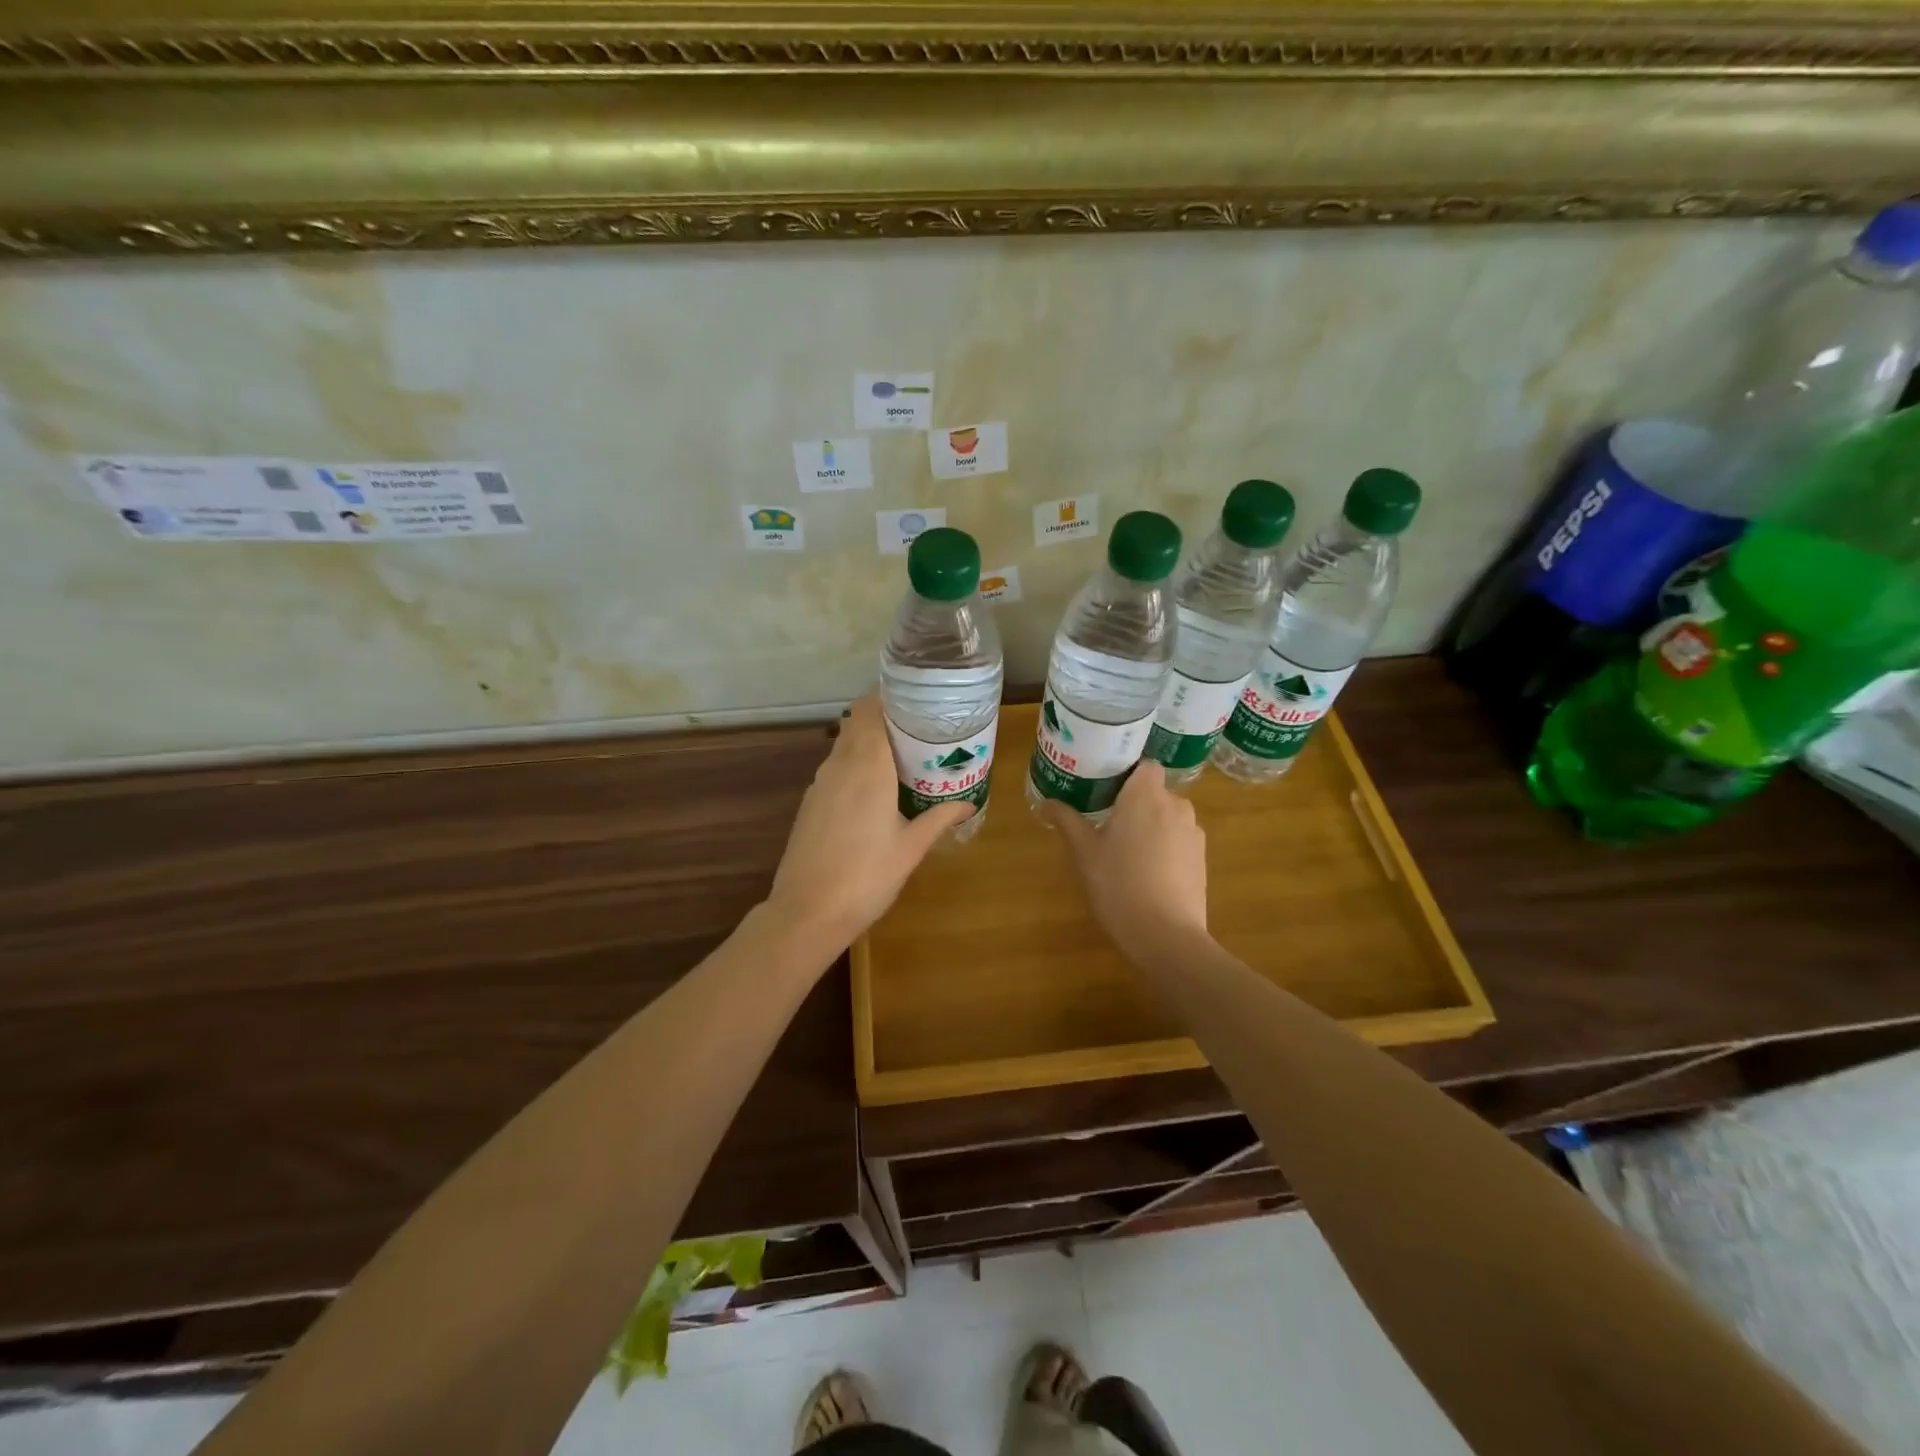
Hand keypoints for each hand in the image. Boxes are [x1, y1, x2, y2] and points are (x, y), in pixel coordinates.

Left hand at [767, 694, 974, 949]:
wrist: (807, 912)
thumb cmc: (867, 876)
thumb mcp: (911, 847)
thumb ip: (939, 818)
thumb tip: (968, 803)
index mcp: (867, 766)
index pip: (870, 710)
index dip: (889, 697)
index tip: (916, 699)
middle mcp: (839, 766)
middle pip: (857, 723)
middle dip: (885, 718)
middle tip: (919, 727)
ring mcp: (820, 784)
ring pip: (844, 746)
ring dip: (869, 742)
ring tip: (903, 755)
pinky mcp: (811, 803)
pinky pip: (836, 768)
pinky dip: (855, 764)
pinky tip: (875, 788)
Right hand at [1042, 761, 1208, 956]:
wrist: (1166, 936)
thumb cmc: (1118, 885)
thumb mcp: (1084, 853)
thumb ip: (1067, 822)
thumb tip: (1047, 803)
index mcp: (1145, 795)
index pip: (1145, 766)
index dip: (1128, 774)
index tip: (1106, 790)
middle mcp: (1176, 805)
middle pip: (1156, 793)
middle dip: (1136, 804)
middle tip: (1107, 824)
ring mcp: (1194, 834)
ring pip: (1169, 818)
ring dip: (1152, 827)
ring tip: (1127, 853)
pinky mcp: (1202, 860)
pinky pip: (1180, 842)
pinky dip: (1166, 849)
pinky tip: (1148, 874)